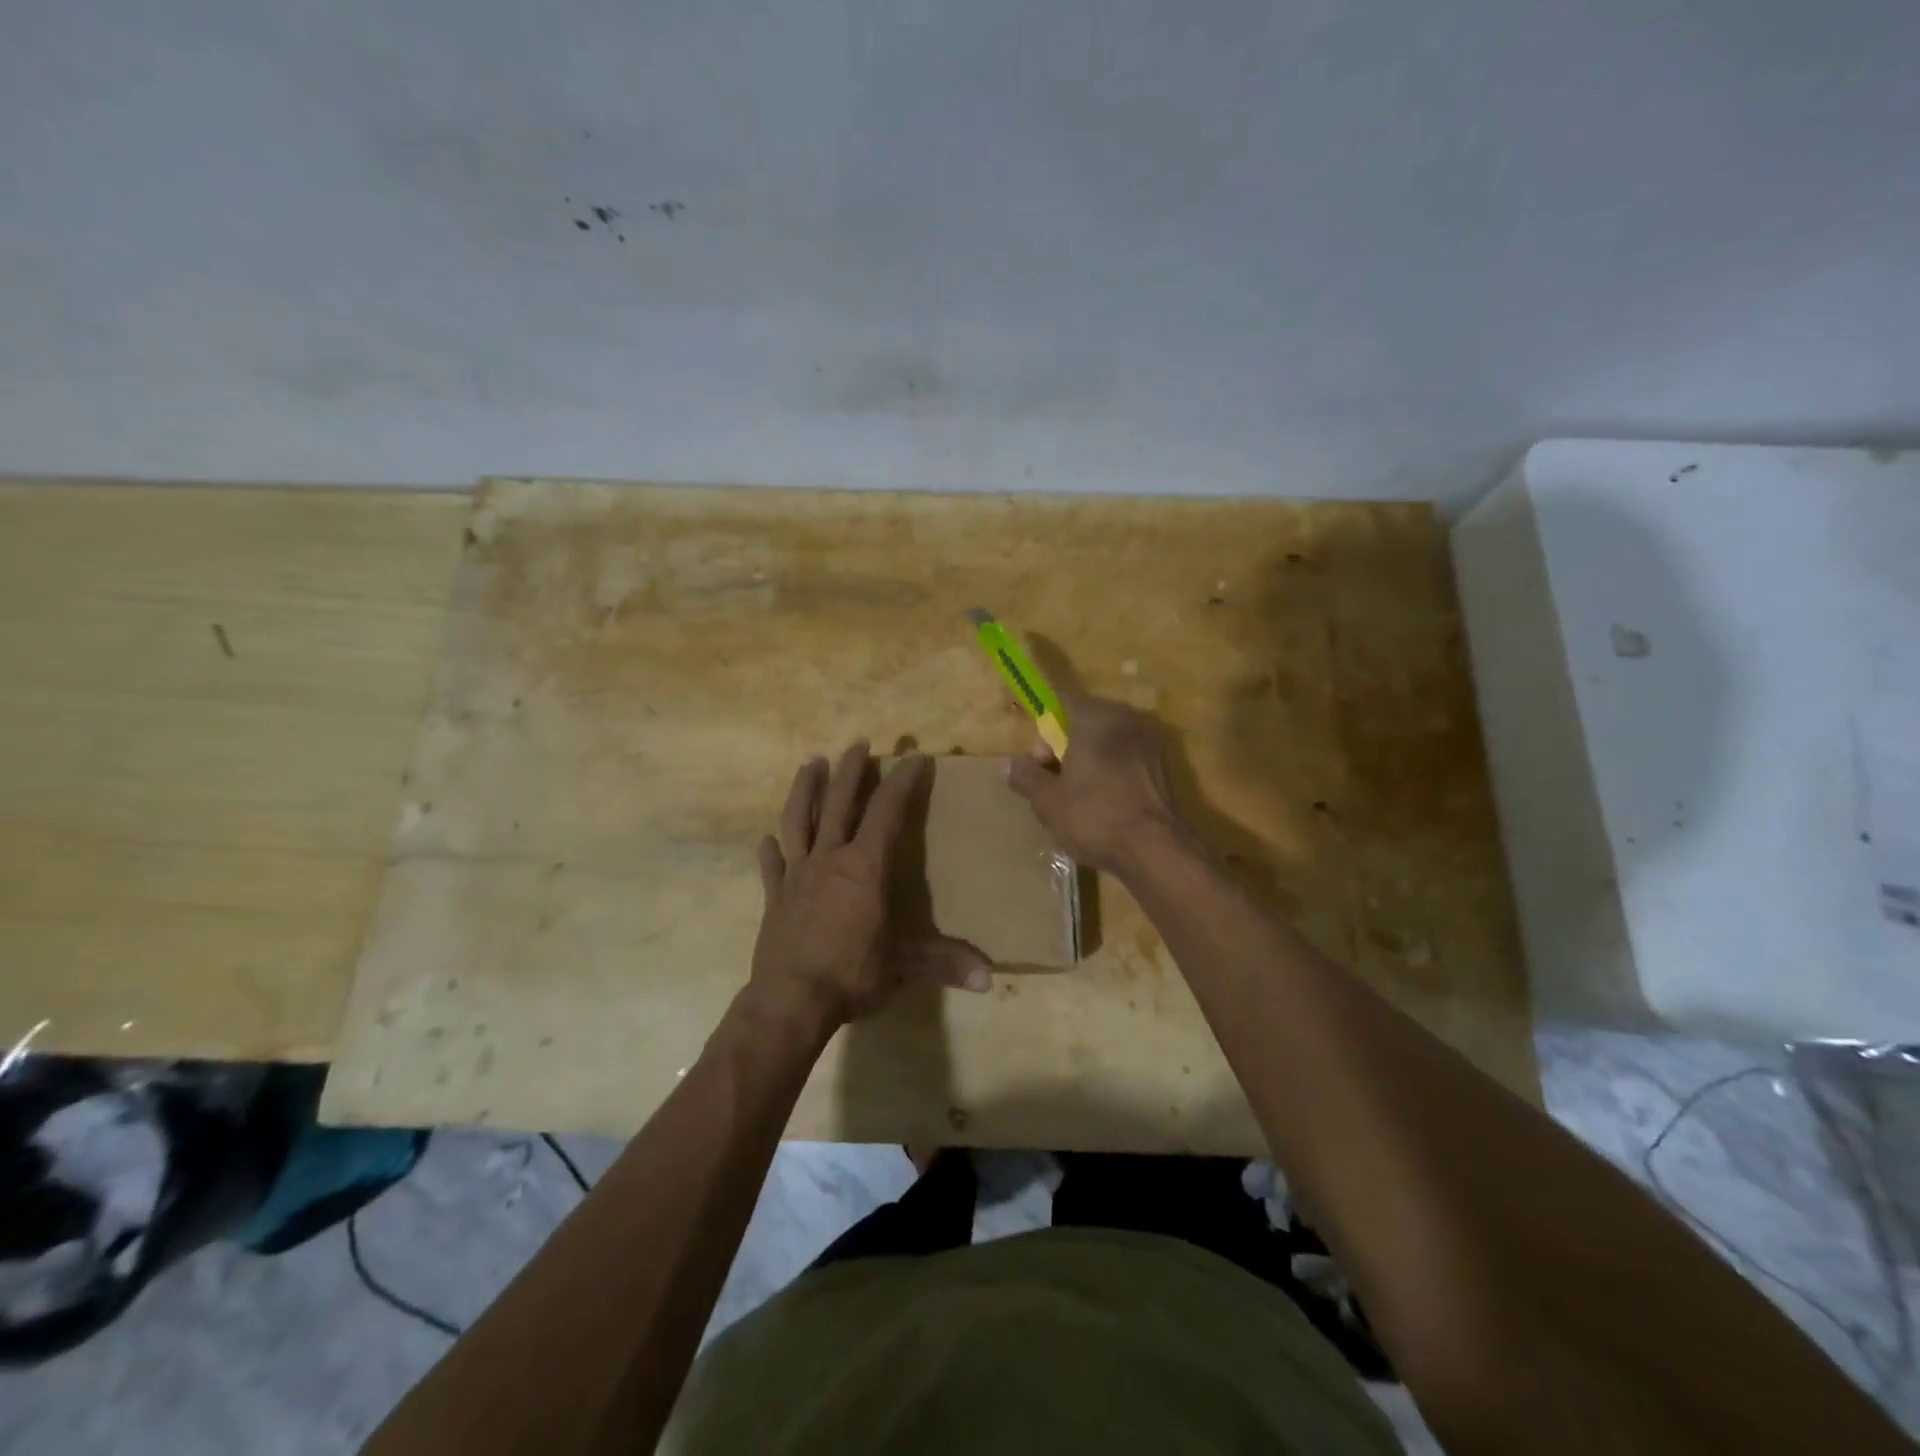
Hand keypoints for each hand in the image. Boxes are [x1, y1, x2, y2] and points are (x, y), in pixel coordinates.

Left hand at [747, 743, 992, 1035]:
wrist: (791, 1001)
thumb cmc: (853, 974)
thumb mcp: (905, 966)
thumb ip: (946, 963)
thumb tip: (989, 979)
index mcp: (865, 866)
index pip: (888, 811)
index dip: (903, 782)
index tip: (915, 757)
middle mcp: (830, 859)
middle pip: (839, 802)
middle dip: (851, 770)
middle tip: (859, 743)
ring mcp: (797, 875)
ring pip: (799, 820)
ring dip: (804, 789)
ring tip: (810, 762)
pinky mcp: (774, 896)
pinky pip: (771, 866)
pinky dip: (770, 850)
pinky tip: (766, 839)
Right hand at [1006, 693, 1185, 873]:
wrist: (1155, 851)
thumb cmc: (1095, 817)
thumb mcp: (1047, 801)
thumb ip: (1025, 776)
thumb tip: (1009, 764)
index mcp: (1095, 717)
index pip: (1059, 702)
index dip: (1042, 730)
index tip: (1040, 763)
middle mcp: (1126, 718)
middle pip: (1083, 720)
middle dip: (1063, 747)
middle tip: (1055, 785)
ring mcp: (1150, 739)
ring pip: (1106, 740)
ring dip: (1088, 760)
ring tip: (1079, 798)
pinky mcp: (1164, 763)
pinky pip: (1125, 756)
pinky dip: (1110, 770)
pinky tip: (1105, 802)